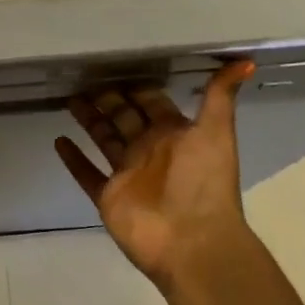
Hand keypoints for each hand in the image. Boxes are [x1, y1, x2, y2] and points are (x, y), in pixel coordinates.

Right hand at [53, 61, 256, 287]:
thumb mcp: (216, 131)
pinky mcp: (108, 196)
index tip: (116, 64)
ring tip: (69, 99)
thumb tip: (246, 61)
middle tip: (84, 76)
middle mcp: (149, 149)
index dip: (137, 86)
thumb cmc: (203, 181)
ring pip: (103, 139)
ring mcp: (127, 174)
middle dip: (107, 98)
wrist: (193, 242)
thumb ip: (220, 95)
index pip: (151, 102)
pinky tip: (58, 141)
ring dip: (88, 120)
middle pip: (123, 117)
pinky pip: (86, 174)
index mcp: (173, 133)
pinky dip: (73, 159)